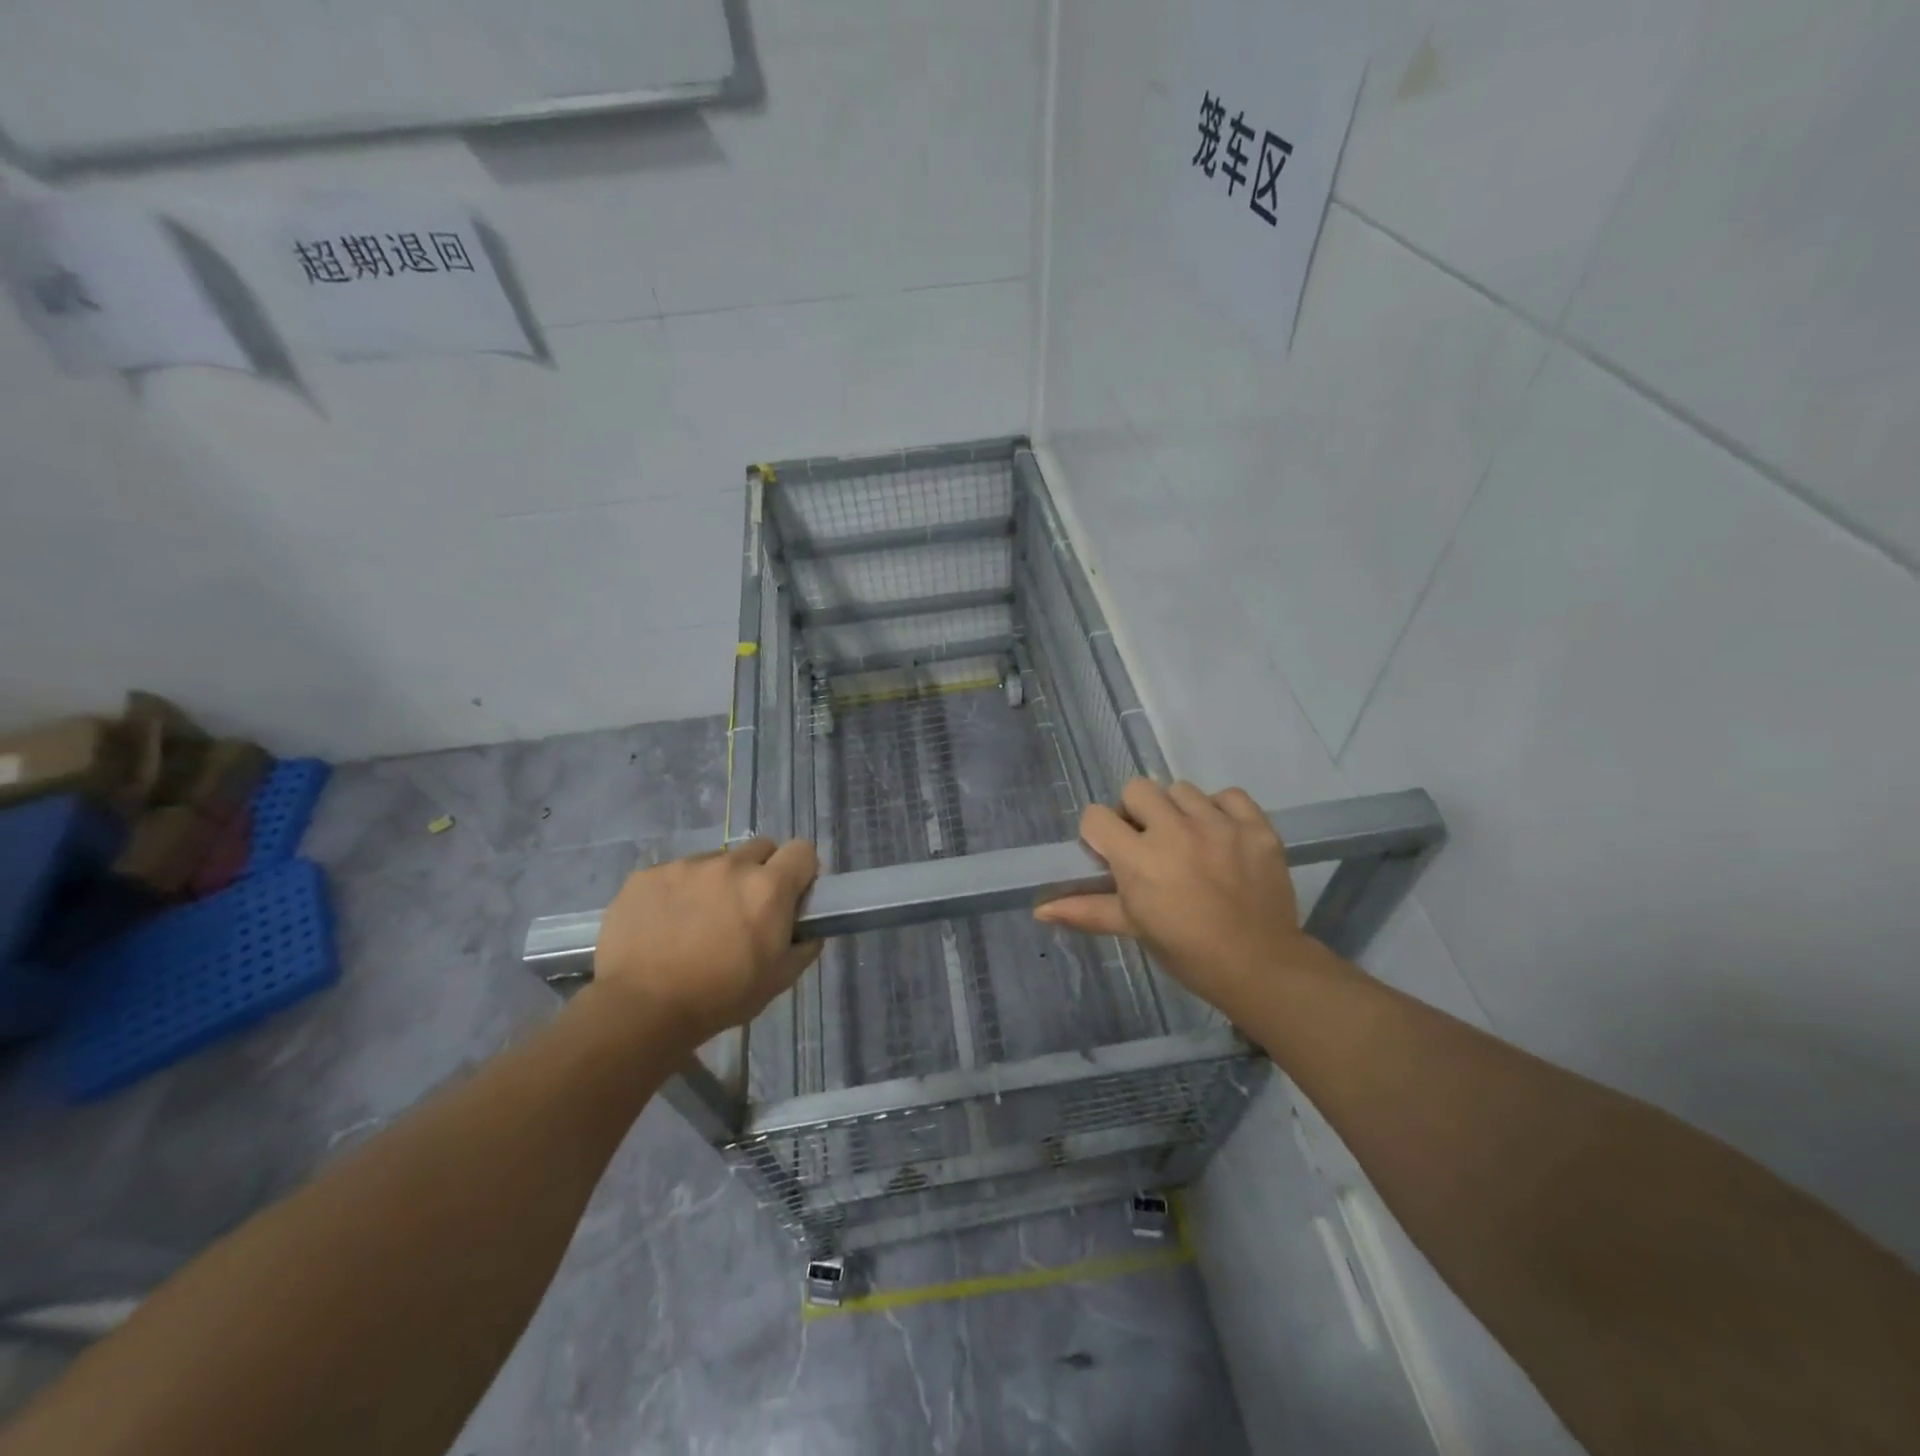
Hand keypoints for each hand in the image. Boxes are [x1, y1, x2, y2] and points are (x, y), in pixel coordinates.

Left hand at [591, 838, 821, 1046]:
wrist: (641, 1009)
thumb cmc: (720, 997)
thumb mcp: (779, 980)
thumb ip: (803, 947)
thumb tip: (809, 931)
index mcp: (768, 887)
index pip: (802, 850)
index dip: (801, 871)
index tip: (792, 895)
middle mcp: (730, 865)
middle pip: (760, 848)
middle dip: (760, 871)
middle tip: (746, 909)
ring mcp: (685, 866)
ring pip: (714, 862)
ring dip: (716, 883)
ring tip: (696, 923)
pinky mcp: (647, 876)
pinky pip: (673, 875)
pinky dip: (676, 894)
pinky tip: (663, 926)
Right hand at [1035, 780, 1330, 1024]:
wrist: (1259, 966)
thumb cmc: (1186, 951)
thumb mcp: (1133, 928)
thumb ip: (1086, 909)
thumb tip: (1038, 910)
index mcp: (1139, 859)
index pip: (1097, 816)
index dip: (1099, 833)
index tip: (1112, 853)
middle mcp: (1175, 831)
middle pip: (1137, 789)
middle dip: (1136, 812)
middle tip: (1149, 842)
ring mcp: (1219, 825)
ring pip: (1182, 790)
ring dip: (1178, 811)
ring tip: (1189, 841)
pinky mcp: (1255, 826)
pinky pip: (1229, 795)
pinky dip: (1222, 810)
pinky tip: (1222, 836)